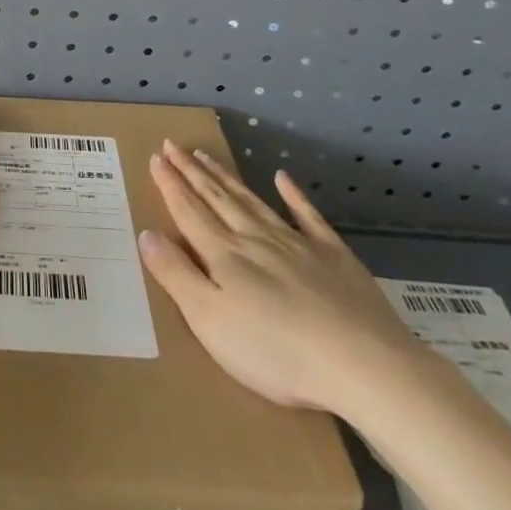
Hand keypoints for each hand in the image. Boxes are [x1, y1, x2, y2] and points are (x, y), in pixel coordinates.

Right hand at [138, 141, 425, 417]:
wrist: (363, 364)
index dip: (170, 185)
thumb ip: (177, 275)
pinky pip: (308, 217)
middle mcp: (256, 239)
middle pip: (217, 198)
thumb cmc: (277, 352)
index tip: (156, 157)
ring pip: (252, 201)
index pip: (189, 211)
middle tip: (173, 145)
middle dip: (191, 171)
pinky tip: (283, 178)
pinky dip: (293, 196)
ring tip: (207, 155)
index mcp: (224, 256)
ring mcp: (297, 244)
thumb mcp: (211, 321)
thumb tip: (147, 233)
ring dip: (226, 178)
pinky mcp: (334, 257)